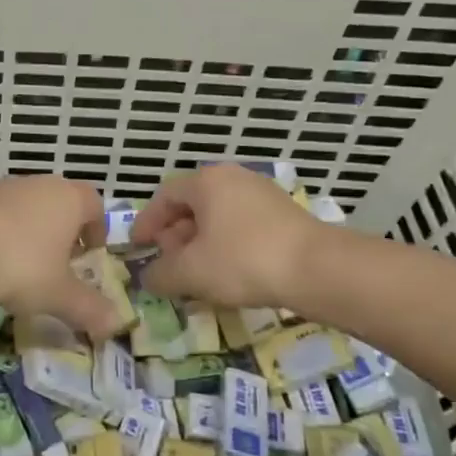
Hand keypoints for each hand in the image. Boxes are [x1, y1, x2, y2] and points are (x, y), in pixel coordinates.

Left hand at [0, 176, 119, 339]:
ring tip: (21, 269)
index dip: (97, 230)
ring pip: (26, 208)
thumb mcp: (58, 294)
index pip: (95, 204)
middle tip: (59, 267)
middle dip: (63, 234)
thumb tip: (116, 324)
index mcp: (68, 199)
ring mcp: (1, 187)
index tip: (90, 258)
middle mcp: (38, 184)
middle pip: (59, 204)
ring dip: (29, 234)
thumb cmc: (19, 265)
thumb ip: (89, 308)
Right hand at [130, 164, 318, 308]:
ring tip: (196, 273)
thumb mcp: (191, 272)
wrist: (317, 269)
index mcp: (207, 182)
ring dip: (200, 243)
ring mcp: (262, 194)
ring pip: (218, 216)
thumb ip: (161, 273)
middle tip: (168, 263)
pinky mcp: (284, 214)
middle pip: (192, 205)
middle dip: (174, 235)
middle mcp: (233, 178)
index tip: (138, 248)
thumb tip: (148, 277)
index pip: (164, 196)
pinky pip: (241, 225)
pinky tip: (228, 273)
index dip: (147, 223)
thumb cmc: (243, 261)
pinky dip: (226, 245)